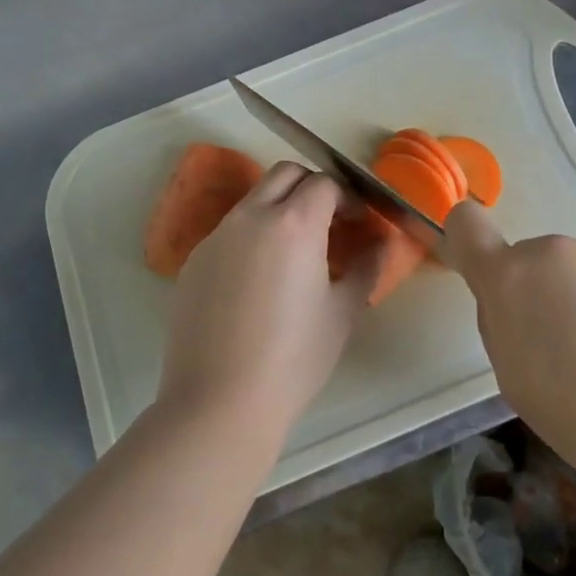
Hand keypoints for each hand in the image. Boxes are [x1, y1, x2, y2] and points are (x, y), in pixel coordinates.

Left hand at [160, 163, 382, 439]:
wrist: (219, 401)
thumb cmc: (294, 357)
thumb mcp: (343, 312)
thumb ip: (367, 268)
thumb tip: (381, 244)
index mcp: (293, 223)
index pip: (324, 183)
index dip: (347, 197)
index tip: (358, 222)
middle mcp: (251, 217)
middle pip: (284, 174)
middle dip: (311, 187)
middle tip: (328, 222)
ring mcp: (216, 237)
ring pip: (253, 200)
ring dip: (279, 209)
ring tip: (294, 254)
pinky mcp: (194, 261)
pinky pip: (229, 231)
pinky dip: (251, 236)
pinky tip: (258, 282)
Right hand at [441, 200, 575, 503]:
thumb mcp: (516, 383)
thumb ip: (501, 327)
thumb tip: (513, 305)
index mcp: (510, 279)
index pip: (465, 225)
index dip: (465, 242)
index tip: (482, 276)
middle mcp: (554, 251)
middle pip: (531, 264)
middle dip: (540, 296)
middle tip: (568, 351)